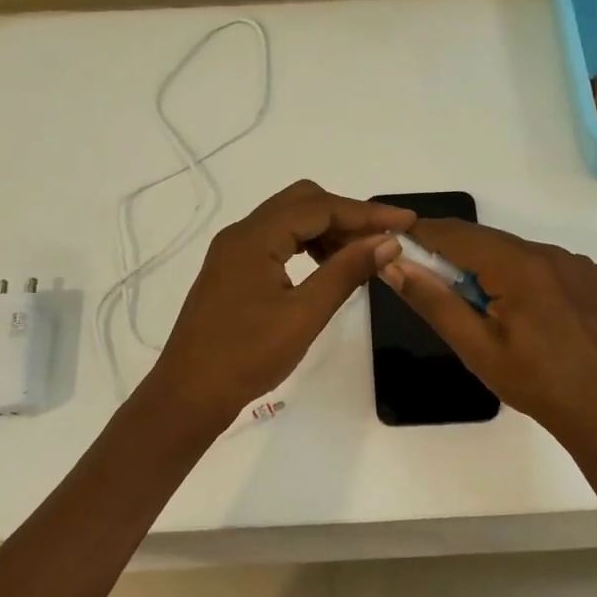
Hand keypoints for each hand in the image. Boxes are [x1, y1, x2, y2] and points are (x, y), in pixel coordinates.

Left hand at [145, 180, 414, 421]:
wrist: (189, 394)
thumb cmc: (247, 356)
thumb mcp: (304, 315)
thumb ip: (346, 272)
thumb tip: (386, 242)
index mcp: (254, 237)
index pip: (319, 207)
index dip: (366, 212)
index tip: (406, 222)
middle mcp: (240, 234)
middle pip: (302, 203)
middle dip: (346, 216)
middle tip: (383, 241)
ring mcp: (232, 252)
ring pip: (288, 221)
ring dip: (327, 231)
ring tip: (360, 258)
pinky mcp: (232, 272)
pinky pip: (276, 242)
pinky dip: (307, 246)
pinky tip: (327, 269)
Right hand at [377, 218, 596, 457]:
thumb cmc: (538, 385)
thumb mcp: (477, 348)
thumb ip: (434, 301)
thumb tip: (395, 265)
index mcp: (522, 266)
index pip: (459, 234)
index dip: (425, 234)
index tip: (398, 241)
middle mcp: (554, 254)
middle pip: (491, 242)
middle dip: (458, 256)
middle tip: (435, 283)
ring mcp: (582, 265)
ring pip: (521, 255)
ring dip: (494, 270)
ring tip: (486, 311)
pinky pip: (550, 268)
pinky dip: (527, 280)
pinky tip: (529, 317)